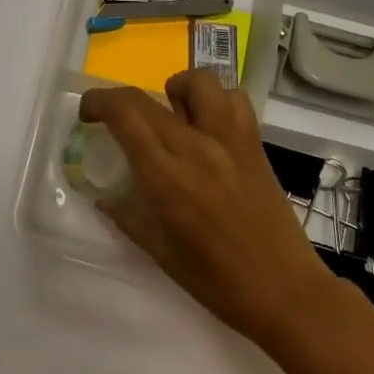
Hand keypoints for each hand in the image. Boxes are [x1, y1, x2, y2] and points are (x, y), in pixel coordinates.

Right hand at [77, 69, 349, 349]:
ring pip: (199, 82)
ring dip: (176, 90)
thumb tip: (105, 196)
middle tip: (116, 120)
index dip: (97, 101)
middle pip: (147, 96)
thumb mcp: (159, 251)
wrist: (285, 291)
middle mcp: (195, 146)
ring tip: (171, 115)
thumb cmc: (216, 280)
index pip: (123, 112)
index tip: (88, 114)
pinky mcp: (255, 144)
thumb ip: (127, 215)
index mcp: (165, 175)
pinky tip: (208, 127)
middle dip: (120, 100)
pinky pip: (234, 100)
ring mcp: (229, 140)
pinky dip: (216, 102)